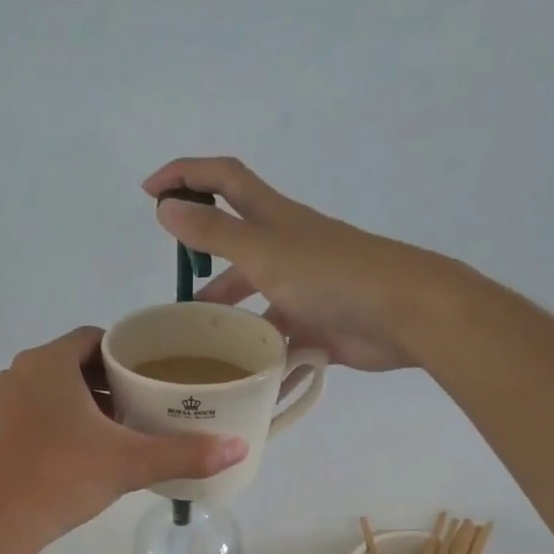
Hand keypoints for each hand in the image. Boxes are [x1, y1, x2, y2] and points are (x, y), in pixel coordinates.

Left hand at [0, 327, 246, 546]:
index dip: (130, 352)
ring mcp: (6, 402)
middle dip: (114, 380)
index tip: (157, 373)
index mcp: (50, 362)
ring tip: (127, 426)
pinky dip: (68, 420)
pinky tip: (92, 449)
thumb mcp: (130, 464)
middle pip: (78, 363)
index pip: (98, 339)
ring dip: (91, 402)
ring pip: (58, 389)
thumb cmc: (62, 478)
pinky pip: (41, 411)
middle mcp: (23, 372)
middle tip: (150, 401)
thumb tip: (239, 447)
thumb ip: (185, 453)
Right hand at [143, 157, 450, 371]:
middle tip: (176, 298)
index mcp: (274, 219)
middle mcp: (287, 250)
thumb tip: (166, 207)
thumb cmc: (333, 275)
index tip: (149, 193)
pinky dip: (260, 356)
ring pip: (255, 300)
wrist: (405, 313)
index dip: (185, 175)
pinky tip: (238, 378)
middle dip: (204, 263)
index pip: (223, 180)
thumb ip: (215, 234)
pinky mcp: (318, 327)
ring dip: (229, 318)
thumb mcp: (265, 253)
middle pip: (236, 247)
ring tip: (200, 348)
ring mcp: (304, 290)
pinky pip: (279, 340)